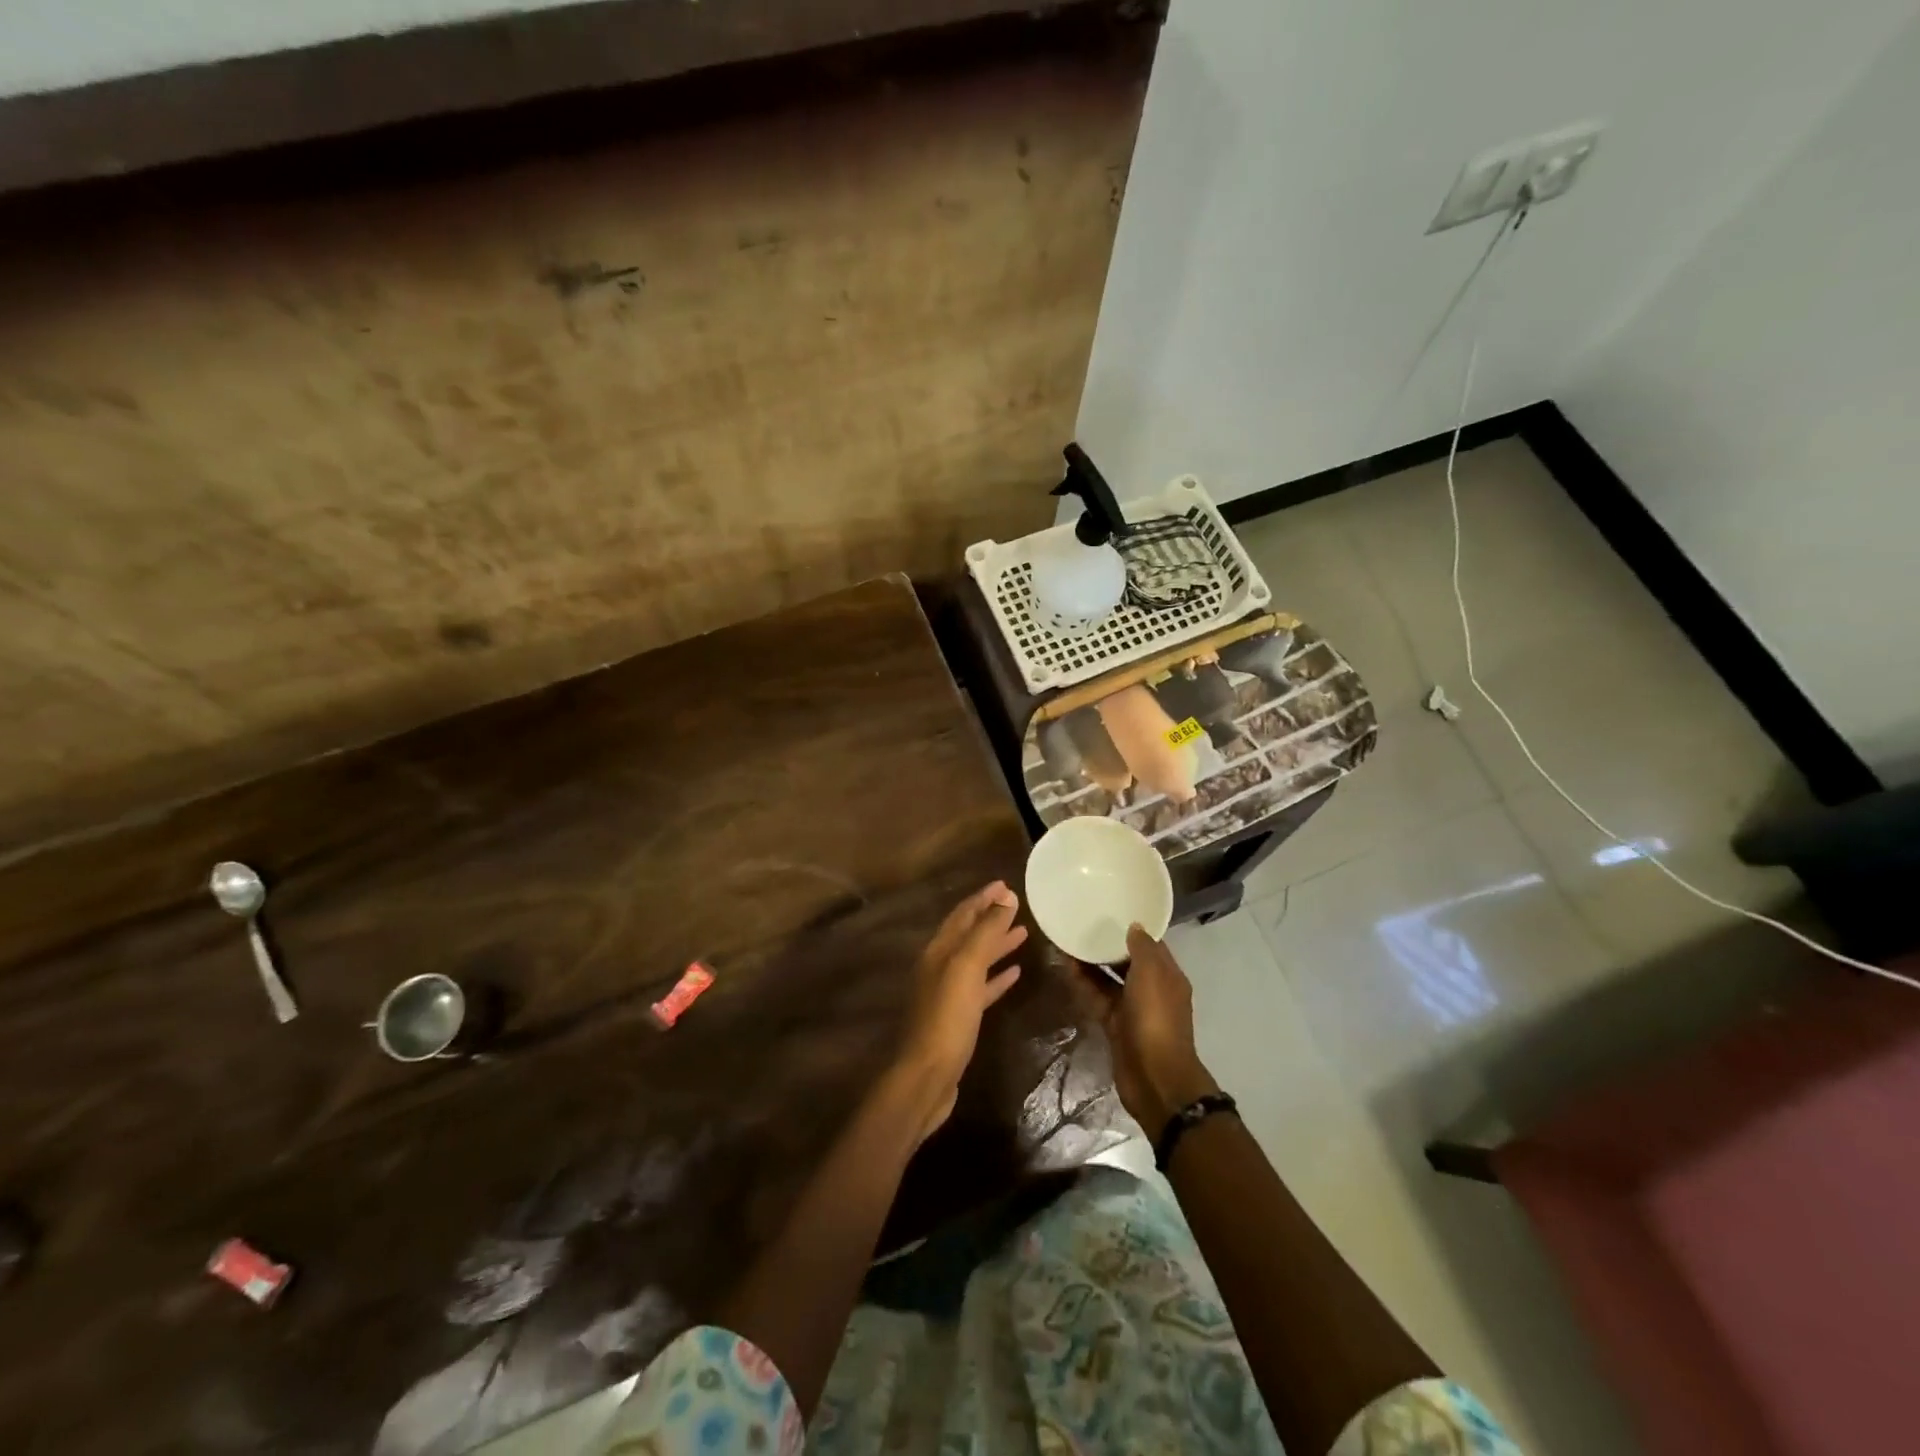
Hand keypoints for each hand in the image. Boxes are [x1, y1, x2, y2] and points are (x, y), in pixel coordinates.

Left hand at [892, 882, 1027, 1140]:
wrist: (927, 1075)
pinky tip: (1014, 973)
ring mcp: (948, 992)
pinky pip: (980, 987)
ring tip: (1022, 932)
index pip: (963, 914)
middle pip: (968, 933)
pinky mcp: (958, 1017)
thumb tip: (1004, 899)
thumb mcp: (966, 968)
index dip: (983, 898)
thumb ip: (985, 932)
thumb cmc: (947, 1017)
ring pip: (976, 959)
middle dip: (990, 917)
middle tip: (1016, 904)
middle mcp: (940, 966)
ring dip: (997, 944)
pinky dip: (996, 976)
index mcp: (939, 951)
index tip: (1005, 885)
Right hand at [1076, 924, 1218, 1131]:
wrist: (1153, 1077)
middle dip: (1108, 944)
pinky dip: (1084, 983)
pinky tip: (1066, 967)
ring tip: (1068, 940)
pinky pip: (1097, 997)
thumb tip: (1134, 926)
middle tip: (1083, 922)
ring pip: (1109, 979)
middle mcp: (1152, 989)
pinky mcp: (1114, 1024)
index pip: (1151, 944)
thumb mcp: (1152, 975)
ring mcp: (1132, 1008)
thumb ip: (1142, 948)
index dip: (1133, 928)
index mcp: (1168, 976)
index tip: (1111, 909)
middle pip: (1127, 960)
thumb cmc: (1156, 1019)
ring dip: (1091, 962)